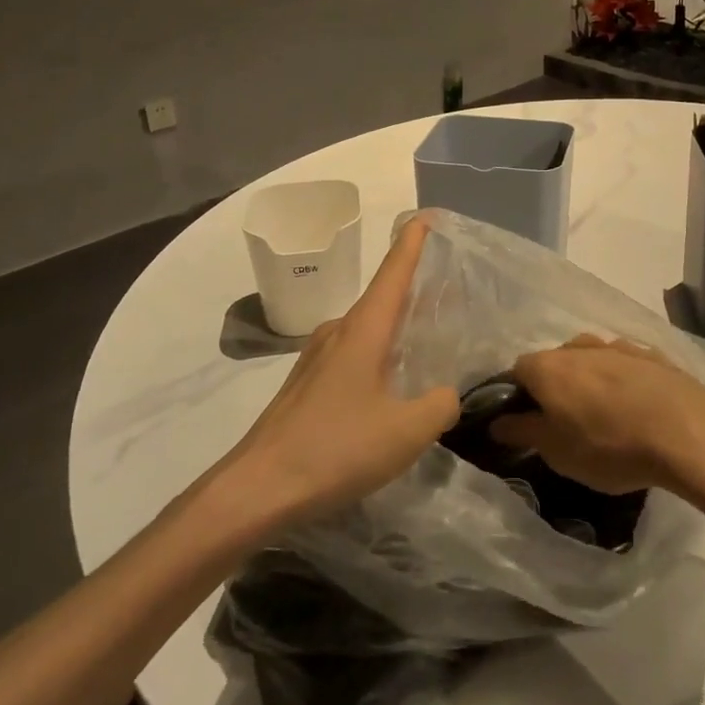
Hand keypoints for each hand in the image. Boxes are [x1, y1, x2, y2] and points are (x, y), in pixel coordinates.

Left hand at [221, 217, 459, 523]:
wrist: (258, 488)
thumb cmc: (335, 448)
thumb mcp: (405, 432)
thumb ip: (439, 405)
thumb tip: (447, 394)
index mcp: (363, 329)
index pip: (394, 272)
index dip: (412, 244)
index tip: (426, 216)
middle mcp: (338, 332)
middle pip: (382, 298)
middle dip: (412, 288)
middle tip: (447, 289)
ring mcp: (317, 357)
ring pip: (366, 329)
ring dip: (395, 325)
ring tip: (425, 336)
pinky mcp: (306, 385)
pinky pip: (352, 353)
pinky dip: (377, 353)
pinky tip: (388, 382)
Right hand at [491, 335, 704, 495]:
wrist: (686, 430)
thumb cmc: (609, 444)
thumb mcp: (557, 451)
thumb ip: (522, 432)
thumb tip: (496, 422)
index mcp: (548, 366)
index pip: (517, 371)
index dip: (517, 395)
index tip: (525, 421)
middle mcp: (578, 346)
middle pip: (555, 362)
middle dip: (555, 387)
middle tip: (565, 422)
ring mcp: (617, 346)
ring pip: (591, 360)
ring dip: (590, 381)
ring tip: (604, 415)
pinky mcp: (651, 355)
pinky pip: (625, 366)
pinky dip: (622, 381)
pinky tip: (636, 407)